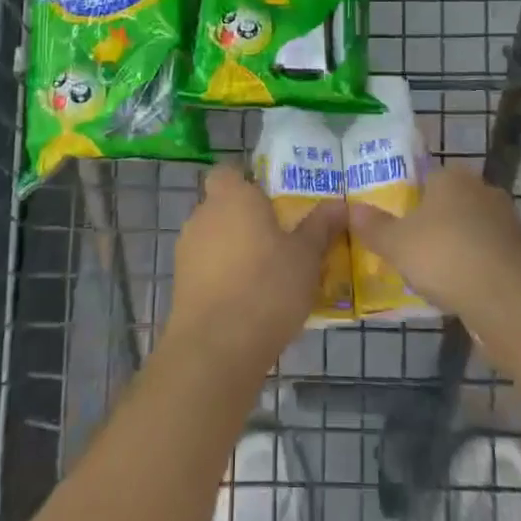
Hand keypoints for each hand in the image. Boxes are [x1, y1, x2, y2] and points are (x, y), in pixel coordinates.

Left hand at [168, 164, 345, 367]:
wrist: (216, 349)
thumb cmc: (267, 287)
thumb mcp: (306, 256)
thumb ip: (320, 226)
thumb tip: (341, 204)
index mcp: (232, 197)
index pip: (227, 172)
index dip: (246, 181)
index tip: (271, 200)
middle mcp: (203, 216)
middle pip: (222, 206)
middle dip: (245, 219)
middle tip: (278, 239)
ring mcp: (186, 252)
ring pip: (213, 239)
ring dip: (234, 250)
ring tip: (267, 275)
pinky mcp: (180, 286)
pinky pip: (206, 270)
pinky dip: (222, 278)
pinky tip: (247, 302)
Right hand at [347, 165, 520, 321]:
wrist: (509, 297)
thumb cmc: (445, 256)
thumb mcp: (396, 244)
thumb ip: (374, 227)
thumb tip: (351, 209)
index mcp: (451, 177)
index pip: (425, 177)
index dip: (408, 198)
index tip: (395, 222)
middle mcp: (481, 190)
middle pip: (449, 203)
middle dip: (432, 223)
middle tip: (409, 248)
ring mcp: (506, 221)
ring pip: (470, 230)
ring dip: (455, 247)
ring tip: (431, 274)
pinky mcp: (520, 253)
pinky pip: (487, 255)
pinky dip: (473, 268)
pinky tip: (458, 289)